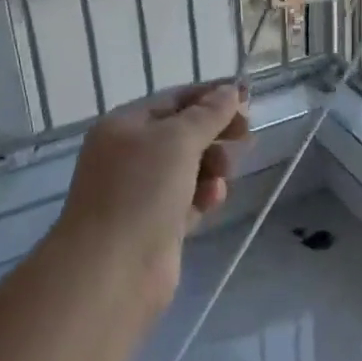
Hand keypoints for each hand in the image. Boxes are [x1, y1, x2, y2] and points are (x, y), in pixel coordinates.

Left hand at [55, 82, 251, 290]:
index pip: (174, 99)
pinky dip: (203, 195)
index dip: (211, 96)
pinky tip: (212, 200)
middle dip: (215, 133)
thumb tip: (231, 90)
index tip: (248, 99)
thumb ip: (208, 114)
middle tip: (246, 137)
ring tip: (223, 174)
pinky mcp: (156, 224)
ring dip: (212, 166)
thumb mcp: (177, 140)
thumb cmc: (141, 191)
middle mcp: (129, 154)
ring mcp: (141, 191)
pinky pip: (188, 198)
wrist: (113, 270)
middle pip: (183, 133)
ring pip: (189, 167)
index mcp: (125, 125)